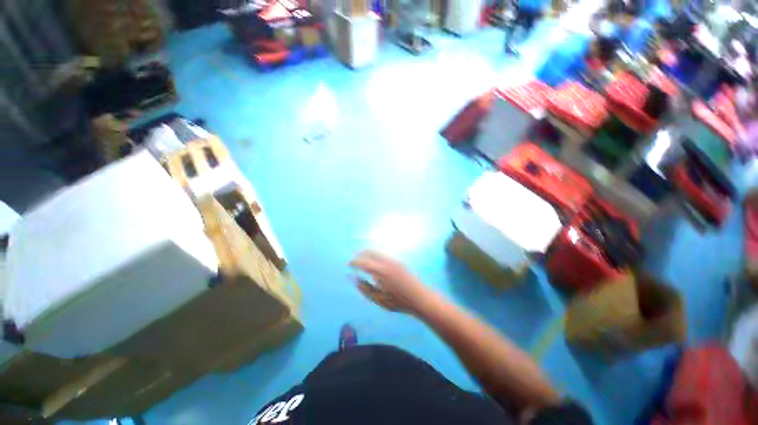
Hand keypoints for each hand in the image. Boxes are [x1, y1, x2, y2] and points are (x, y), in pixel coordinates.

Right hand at [349, 250, 430, 313]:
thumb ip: (364, 288)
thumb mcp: (379, 299)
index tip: (348, 265)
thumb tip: (353, 278)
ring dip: (368, 255)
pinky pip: (383, 255)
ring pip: (377, 252)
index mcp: (381, 271)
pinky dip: (375, 257)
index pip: (363, 262)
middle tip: (353, 261)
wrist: (420, 298)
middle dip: (360, 255)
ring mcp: (394, 260)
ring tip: (362, 262)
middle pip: (370, 252)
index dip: (354, 262)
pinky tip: (374, 264)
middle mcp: (387, 262)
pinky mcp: (399, 261)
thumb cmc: (399, 302)